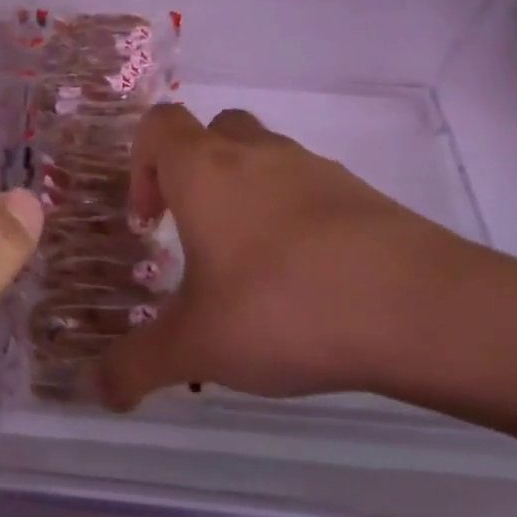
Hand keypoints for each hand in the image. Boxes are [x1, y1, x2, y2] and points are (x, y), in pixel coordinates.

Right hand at [96, 104, 505, 410]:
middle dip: (192, 174)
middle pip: (213, 131)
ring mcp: (317, 170)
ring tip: (248, 268)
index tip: (149, 224)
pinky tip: (303, 281)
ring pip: (265, 158)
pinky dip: (293, 219)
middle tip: (192, 234)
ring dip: (244, 196)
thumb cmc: (283, 308)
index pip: (158, 124)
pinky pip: (310, 190)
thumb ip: (134, 366)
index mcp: (206, 171)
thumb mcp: (195, 347)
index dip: (140, 164)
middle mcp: (259, 154)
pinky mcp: (363, 196)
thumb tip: (94, 392)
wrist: (421, 310)